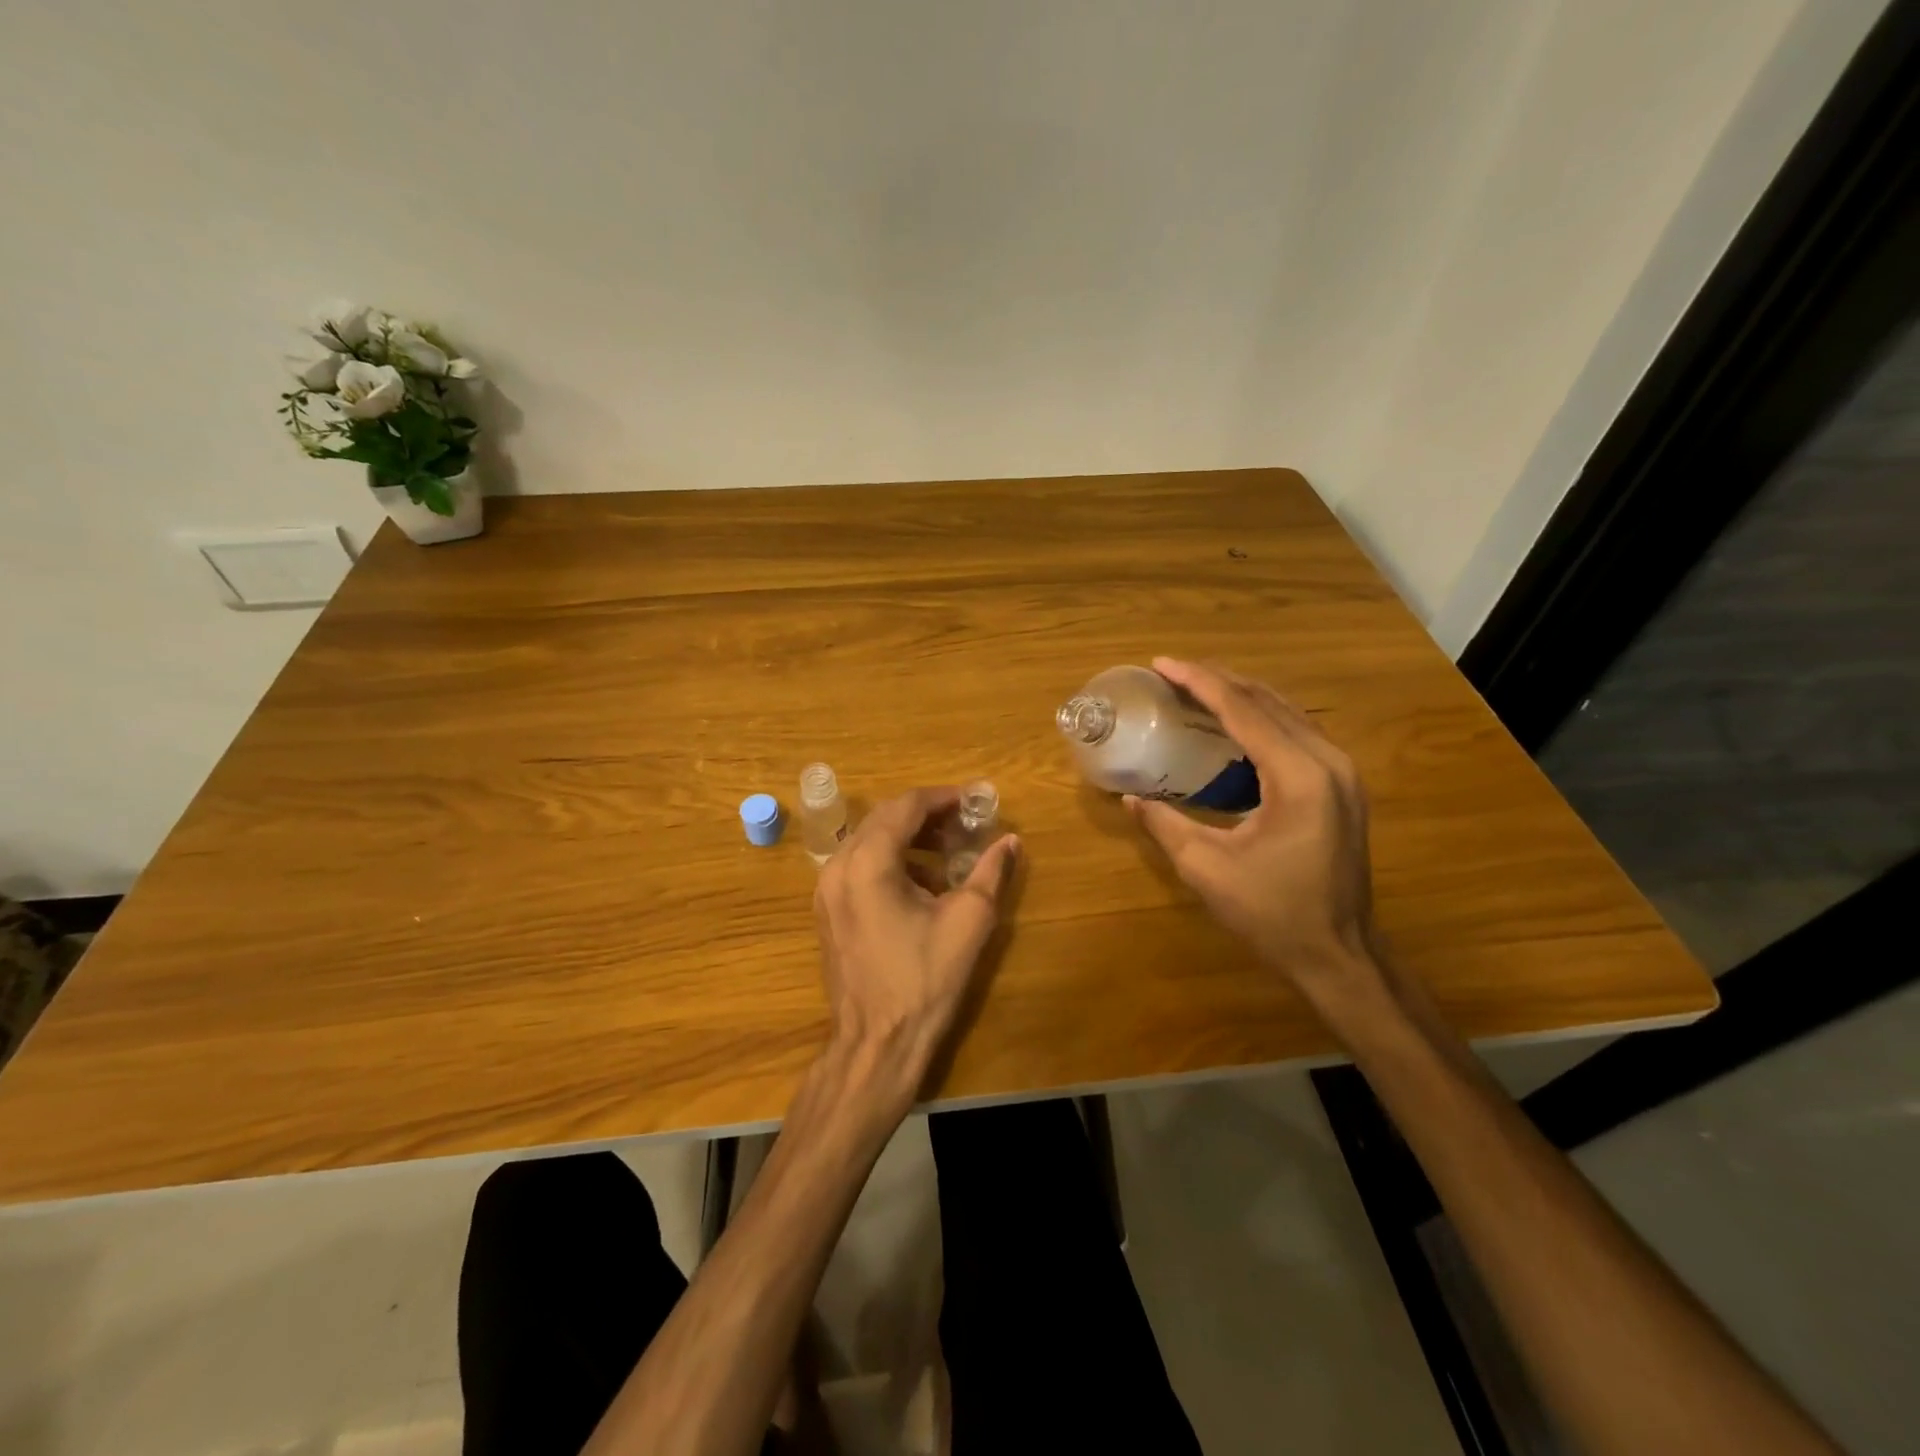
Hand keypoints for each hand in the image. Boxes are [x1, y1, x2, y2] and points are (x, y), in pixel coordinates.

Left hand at [813, 786, 1019, 1113]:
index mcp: (869, 862)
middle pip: (884, 818)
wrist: (876, 1043)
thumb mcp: (969, 921)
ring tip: (948, 851)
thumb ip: (990, 871)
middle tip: (964, 824)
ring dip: (908, 837)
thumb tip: (1010, 841)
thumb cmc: (924, 980)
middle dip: (926, 815)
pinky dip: (890, 860)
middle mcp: (838, 866)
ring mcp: (826, 889)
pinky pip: (858, 865)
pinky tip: (921, 882)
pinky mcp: (827, 910)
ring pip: (869, 840)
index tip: (974, 801)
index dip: (943, 798)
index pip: (906, 807)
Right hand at [1127, 658, 1381, 1006]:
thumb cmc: (1273, 914)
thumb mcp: (1206, 869)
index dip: (1199, 682)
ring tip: (1196, 688)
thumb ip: (1165, 825)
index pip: (1243, 710)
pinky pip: (1297, 732)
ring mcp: (1342, 772)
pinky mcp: (1342, 785)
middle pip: (1268, 701)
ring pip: (1287, 712)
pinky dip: (1261, 718)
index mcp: (1298, 776)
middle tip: (1172, 673)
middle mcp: (1328, 761)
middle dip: (1218, 680)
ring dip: (1241, 695)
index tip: (1161, 664)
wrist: (1339, 954)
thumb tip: (1130, 799)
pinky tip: (1233, 723)